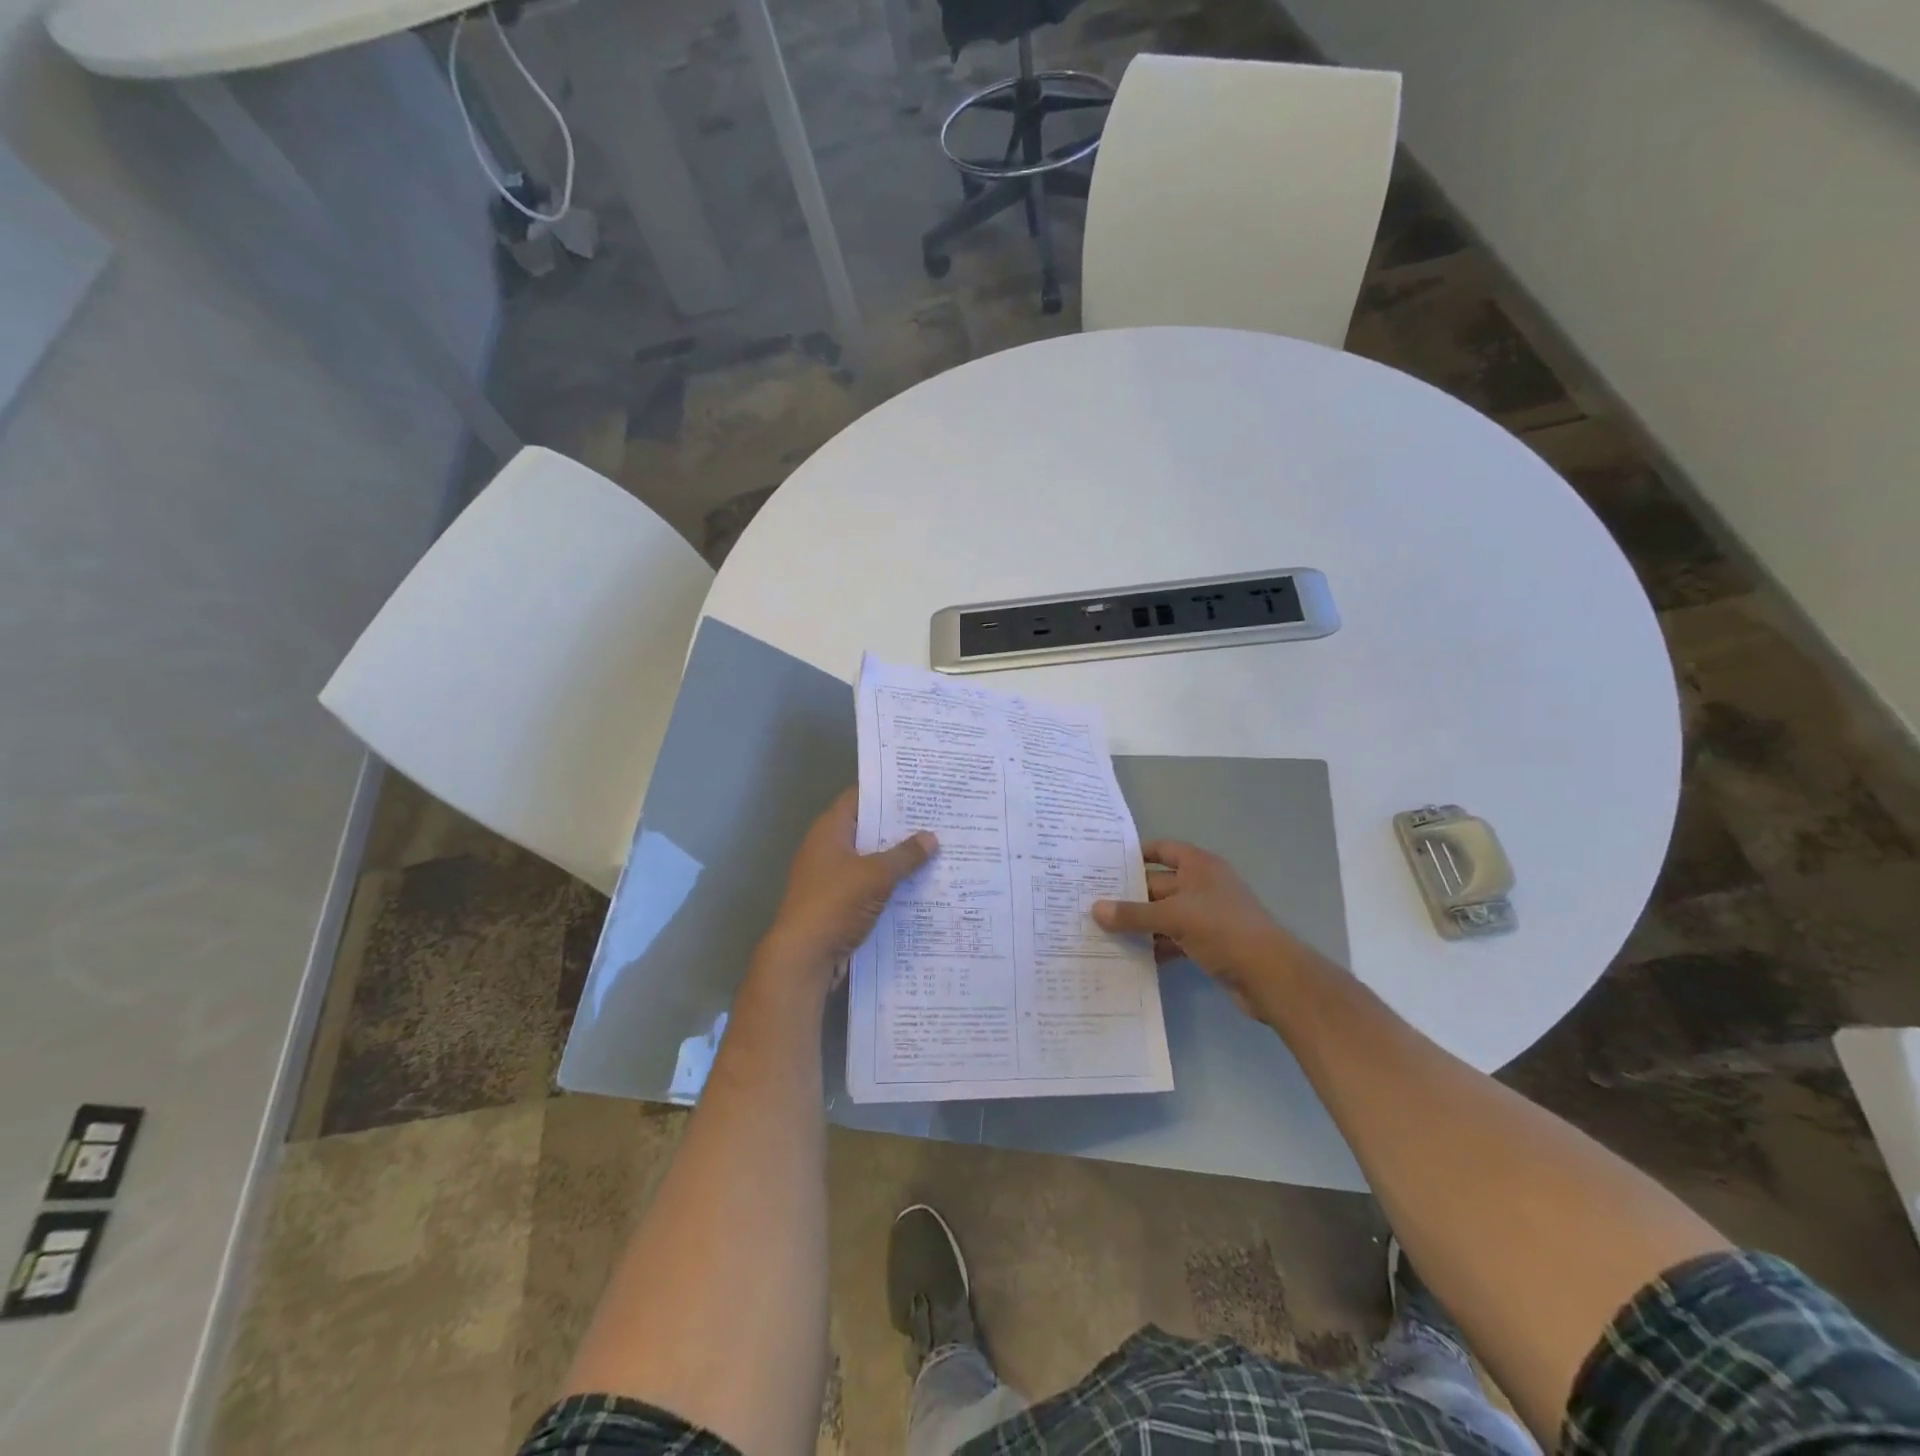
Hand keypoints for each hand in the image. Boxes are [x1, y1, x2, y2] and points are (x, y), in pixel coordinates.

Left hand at [762, 789, 936, 982]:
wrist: (804, 958)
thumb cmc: (835, 903)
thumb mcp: (876, 875)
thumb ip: (905, 855)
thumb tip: (931, 837)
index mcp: (830, 830)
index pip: (859, 798)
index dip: (886, 791)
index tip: (918, 788)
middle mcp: (828, 849)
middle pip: (868, 830)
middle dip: (900, 827)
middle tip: (937, 819)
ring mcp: (833, 878)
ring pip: (871, 860)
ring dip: (898, 859)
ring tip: (937, 850)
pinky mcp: (839, 904)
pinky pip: (870, 886)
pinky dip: (891, 885)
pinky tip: (921, 886)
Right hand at [1093, 840, 1305, 1017]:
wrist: (1270, 976)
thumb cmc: (1223, 930)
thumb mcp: (1174, 917)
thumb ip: (1134, 914)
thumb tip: (1095, 909)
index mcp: (1199, 866)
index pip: (1162, 849)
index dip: (1136, 853)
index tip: (1104, 863)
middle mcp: (1202, 886)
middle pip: (1158, 884)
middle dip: (1128, 895)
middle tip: (1090, 902)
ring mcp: (1206, 916)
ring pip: (1163, 914)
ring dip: (1139, 924)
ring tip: (1101, 931)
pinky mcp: (1208, 944)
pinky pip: (1173, 939)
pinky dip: (1154, 946)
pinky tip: (1129, 956)